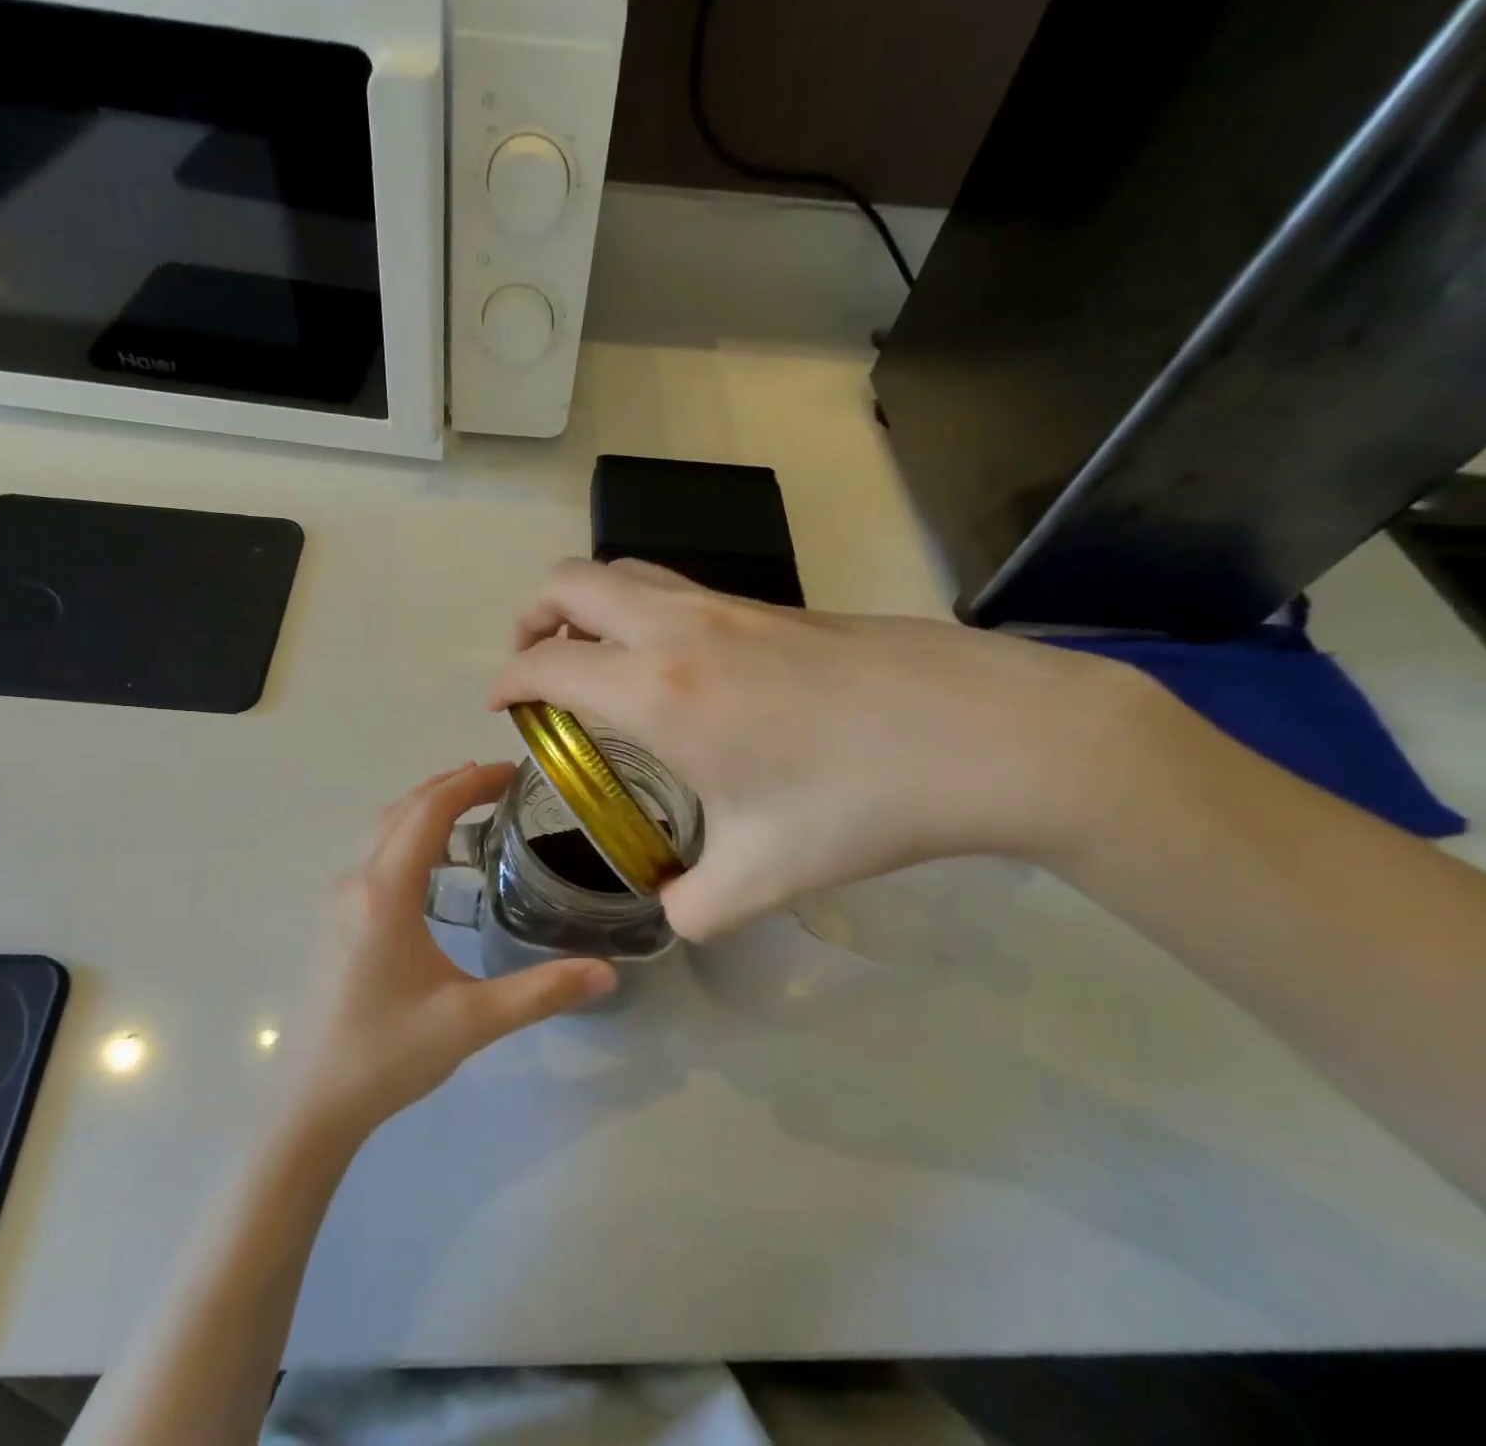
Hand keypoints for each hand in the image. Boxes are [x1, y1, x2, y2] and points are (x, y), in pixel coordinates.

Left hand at [291, 763, 616, 1138]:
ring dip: (425, 807)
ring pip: (383, 829)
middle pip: (403, 810)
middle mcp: (356, 882)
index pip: (429, 812)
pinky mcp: (335, 919)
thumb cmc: (387, 1054)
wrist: (311, 1102)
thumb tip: (607, 972)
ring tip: (471, 805)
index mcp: (385, 893)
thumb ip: (541, 993)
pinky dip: (407, 833)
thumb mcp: (471, 1022)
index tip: (511, 773)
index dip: (470, 784)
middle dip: (450, 786)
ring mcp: (339, 900)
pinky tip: (434, 861)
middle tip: (499, 782)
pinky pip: (374, 853)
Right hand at [491, 559, 1161, 940]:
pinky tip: (671, 666)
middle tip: (536, 667)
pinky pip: (674, 587)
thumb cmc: (861, 802)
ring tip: (592, 656)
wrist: (985, 733)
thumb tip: (673, 912)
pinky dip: (640, 609)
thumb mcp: (764, 874)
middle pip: (571, 582)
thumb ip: (696, 905)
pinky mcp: (769, 605)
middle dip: (533, 618)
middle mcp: (678, 630)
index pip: (547, 663)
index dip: (507, 682)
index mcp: (658, 691)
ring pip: (625, 572)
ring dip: (587, 604)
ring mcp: (727, 606)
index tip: (500, 708)